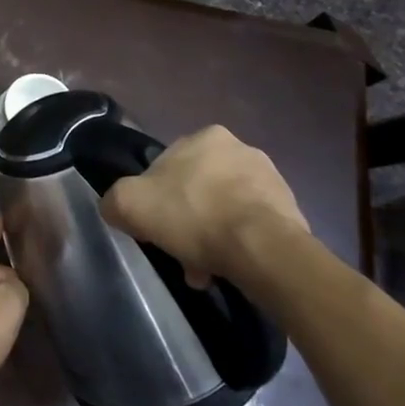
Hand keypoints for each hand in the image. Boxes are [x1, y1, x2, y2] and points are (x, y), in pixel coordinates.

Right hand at [100, 126, 309, 285]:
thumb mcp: (129, 204)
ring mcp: (271, 180)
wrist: (262, 249)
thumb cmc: (193, 215)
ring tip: (204, 269)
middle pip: (198, 188)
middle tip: (179, 250)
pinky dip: (237, 245)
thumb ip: (113, 200)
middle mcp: (241, 149)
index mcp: (205, 136)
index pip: (167, 166)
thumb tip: (115, 208)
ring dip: (212, 234)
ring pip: (225, 209)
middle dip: (187, 219)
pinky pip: (252, 228)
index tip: (153, 226)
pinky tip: (228, 268)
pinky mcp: (291, 211)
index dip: (154, 197)